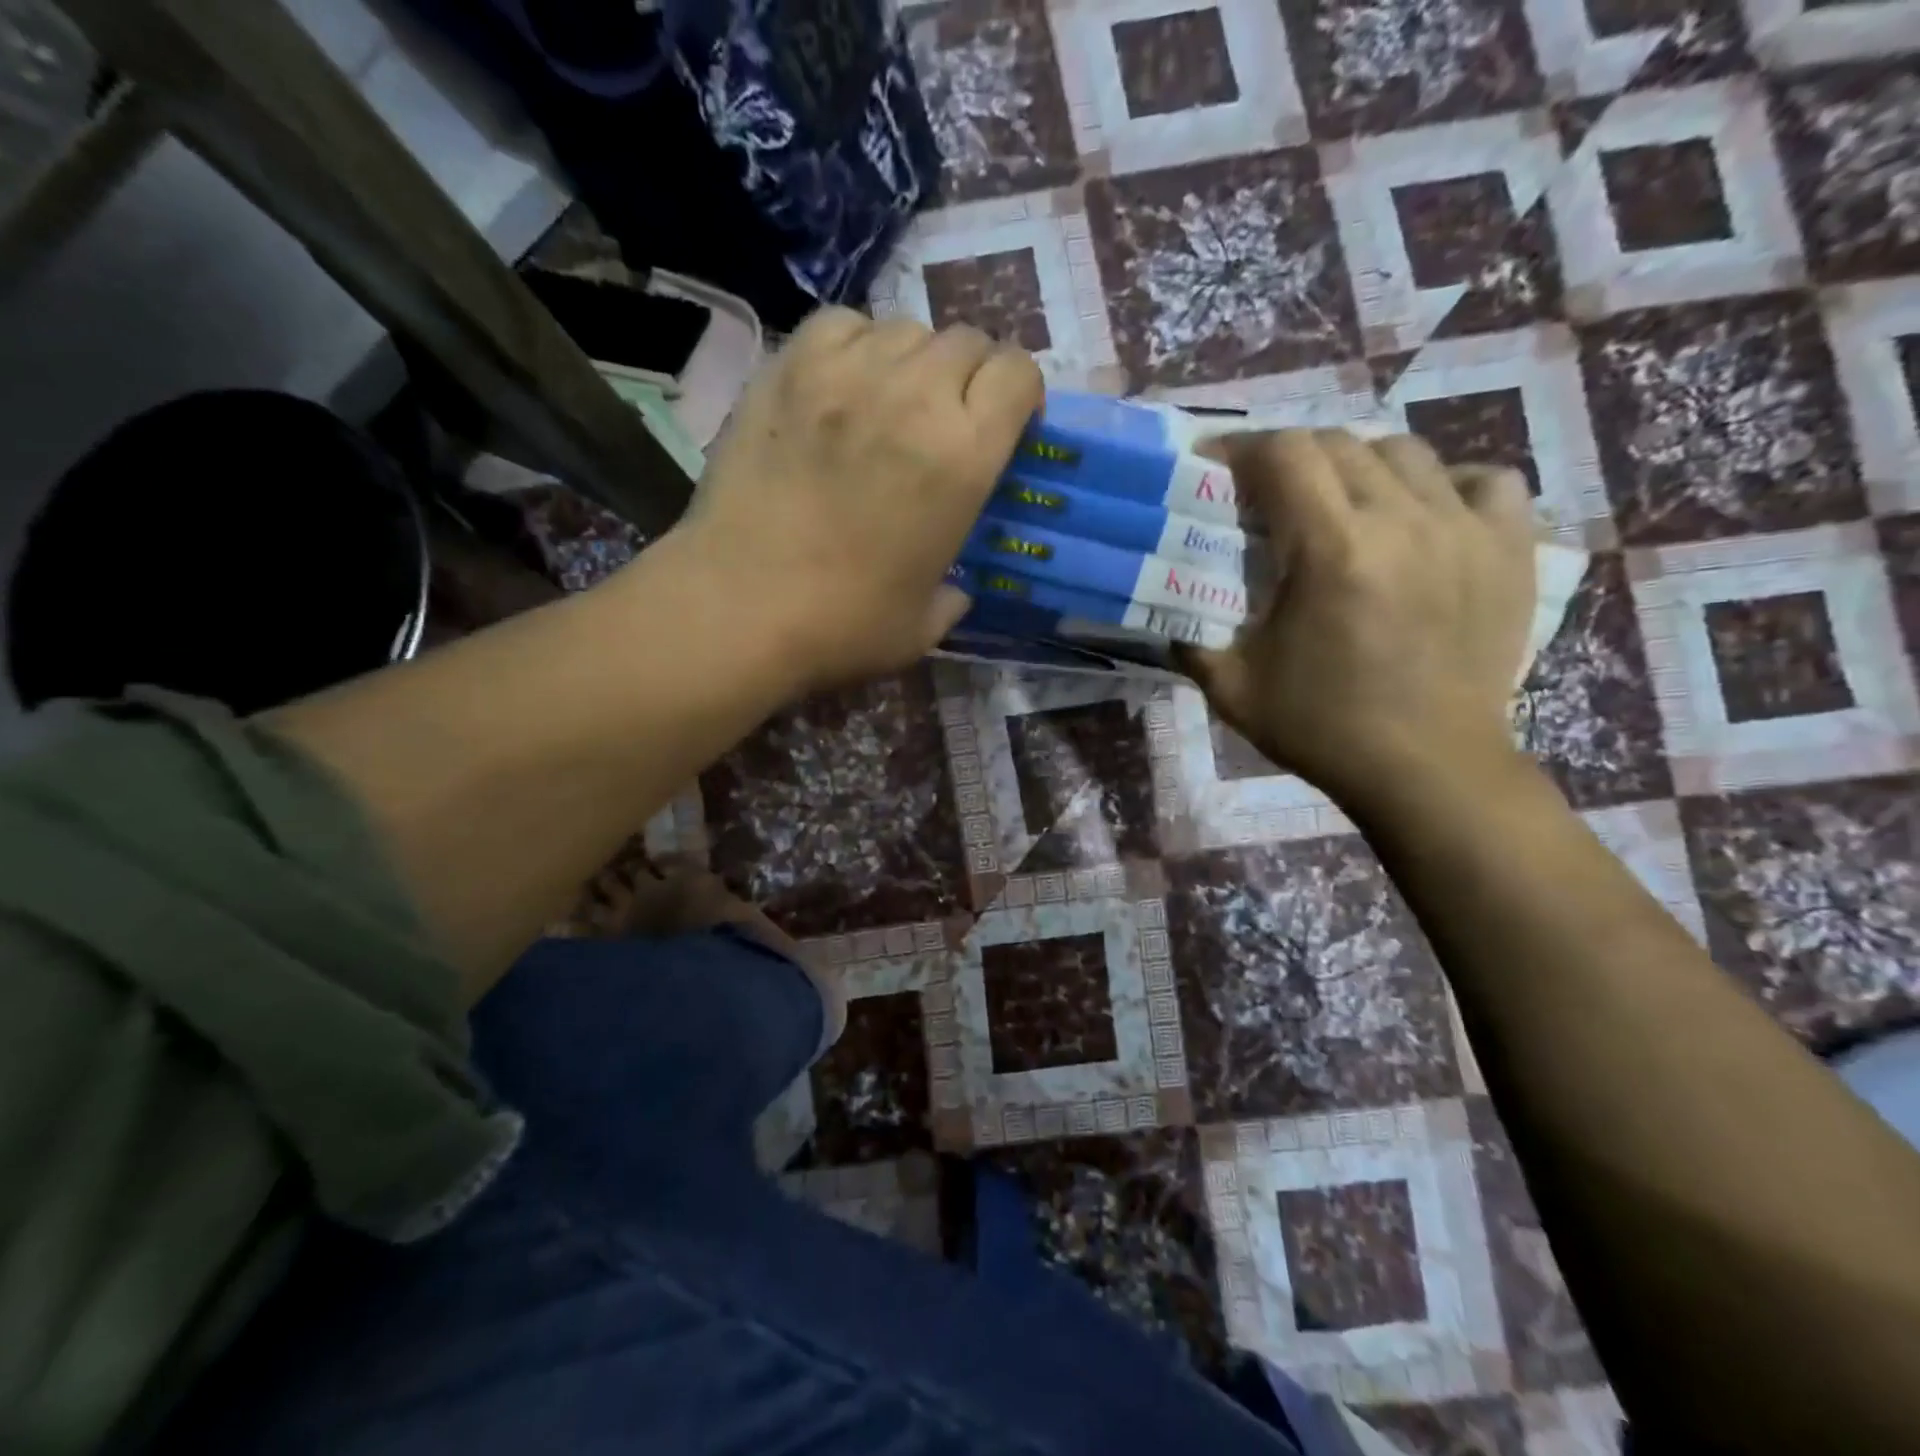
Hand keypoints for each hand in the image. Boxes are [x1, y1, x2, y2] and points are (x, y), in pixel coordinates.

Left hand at [673, 307, 1041, 691]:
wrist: (739, 607)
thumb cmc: (843, 625)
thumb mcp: (924, 625)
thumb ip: (953, 596)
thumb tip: (954, 589)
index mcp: (963, 457)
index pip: (1018, 373)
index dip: (1019, 393)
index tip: (1005, 425)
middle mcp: (915, 396)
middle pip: (966, 341)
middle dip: (970, 375)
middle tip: (947, 420)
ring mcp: (846, 373)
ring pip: (905, 328)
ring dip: (912, 361)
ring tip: (891, 403)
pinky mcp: (787, 367)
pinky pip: (841, 324)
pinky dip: (854, 345)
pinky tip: (842, 386)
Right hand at [1181, 429, 1533, 802]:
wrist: (1428, 770)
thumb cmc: (1323, 730)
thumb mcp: (1232, 689)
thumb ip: (1189, 638)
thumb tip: (1167, 605)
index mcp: (1332, 551)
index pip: (1284, 453)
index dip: (1241, 448)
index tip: (1215, 467)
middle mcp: (1403, 521)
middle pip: (1339, 443)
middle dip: (1290, 457)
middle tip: (1266, 496)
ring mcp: (1466, 530)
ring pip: (1406, 452)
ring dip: (1358, 467)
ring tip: (1339, 505)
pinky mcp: (1510, 549)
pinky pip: (1484, 481)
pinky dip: (1446, 485)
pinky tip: (1422, 517)